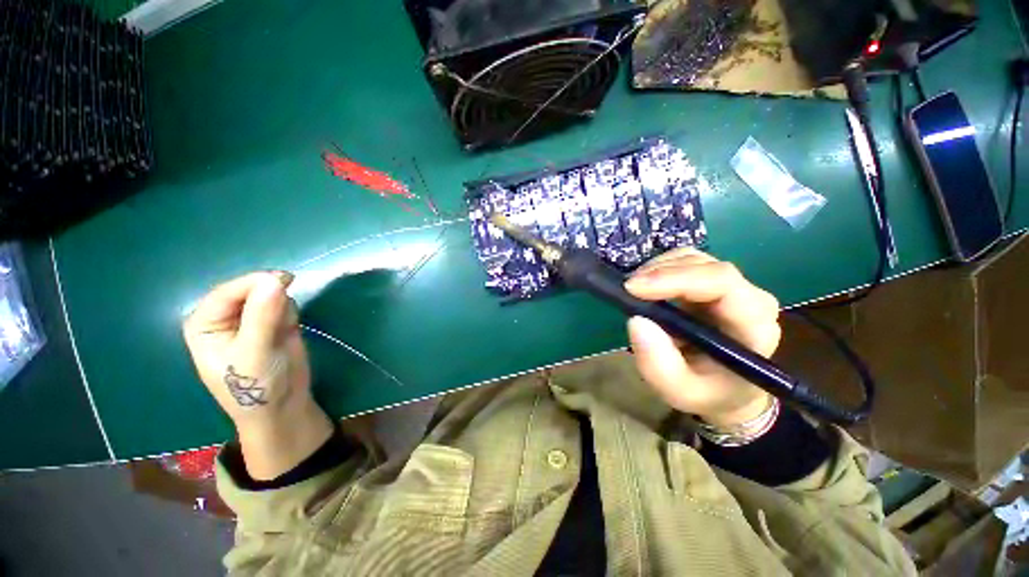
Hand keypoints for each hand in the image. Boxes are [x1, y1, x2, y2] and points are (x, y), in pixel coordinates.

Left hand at [182, 271, 332, 479]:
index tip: (285, 280)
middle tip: (285, 312)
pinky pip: (285, 303)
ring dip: (283, 307)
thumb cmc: (255, 386)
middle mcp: (225, 316)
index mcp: (205, 322)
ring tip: (283, 330)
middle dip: (270, 297)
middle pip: (250, 289)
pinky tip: (289, 330)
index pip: (227, 292)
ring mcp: (250, 318)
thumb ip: (262, 315)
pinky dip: (291, 313)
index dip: (254, 284)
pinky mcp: (273, 321)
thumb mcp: (255, 352)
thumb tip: (274, 279)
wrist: (283, 405)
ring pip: (270, 294)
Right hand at [624, 249, 779, 427]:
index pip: (721, 282)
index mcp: (753, 324)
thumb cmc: (708, 393)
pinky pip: (684, 263)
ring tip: (634, 291)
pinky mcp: (713, 284)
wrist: (727, 391)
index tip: (633, 288)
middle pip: (703, 264)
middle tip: (627, 290)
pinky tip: (645, 288)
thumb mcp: (680, 391)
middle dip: (659, 272)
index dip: (675, 278)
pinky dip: (658, 271)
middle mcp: (749, 297)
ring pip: (692, 258)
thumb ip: (658, 365)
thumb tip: (636, 320)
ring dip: (656, 270)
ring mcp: (732, 287)